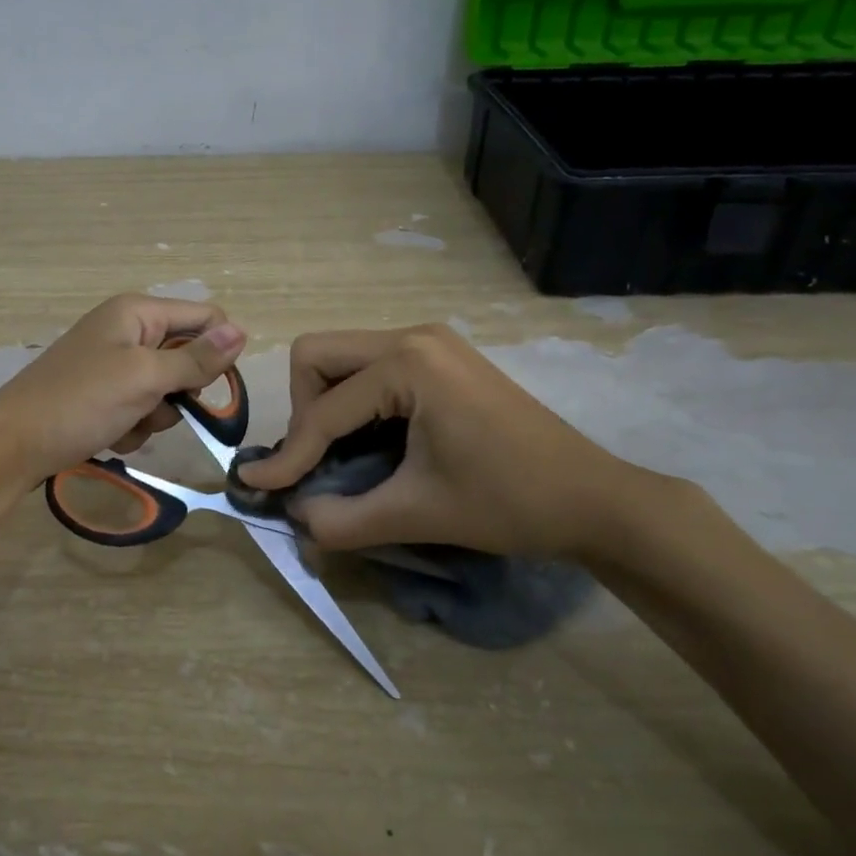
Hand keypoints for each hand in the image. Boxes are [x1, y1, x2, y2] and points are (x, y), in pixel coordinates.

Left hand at [0, 294, 245, 487]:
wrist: (11, 446)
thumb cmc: (80, 402)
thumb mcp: (144, 378)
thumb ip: (195, 358)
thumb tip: (243, 331)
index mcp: (137, 312)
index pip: (205, 318)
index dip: (216, 352)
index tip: (209, 389)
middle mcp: (127, 330)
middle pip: (186, 357)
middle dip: (178, 391)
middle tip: (156, 406)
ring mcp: (112, 364)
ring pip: (165, 389)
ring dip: (154, 415)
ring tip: (125, 424)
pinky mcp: (101, 394)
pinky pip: (140, 408)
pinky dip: (133, 426)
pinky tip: (109, 436)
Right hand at [236, 323, 641, 560]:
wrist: (594, 499)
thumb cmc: (510, 502)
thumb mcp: (418, 513)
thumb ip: (343, 519)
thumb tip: (293, 516)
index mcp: (408, 363)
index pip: (324, 409)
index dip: (290, 454)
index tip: (261, 487)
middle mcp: (413, 335)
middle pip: (318, 356)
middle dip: (303, 410)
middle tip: (316, 461)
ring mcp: (430, 341)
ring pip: (342, 357)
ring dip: (326, 404)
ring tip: (340, 455)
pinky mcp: (441, 356)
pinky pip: (372, 366)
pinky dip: (356, 401)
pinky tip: (372, 441)